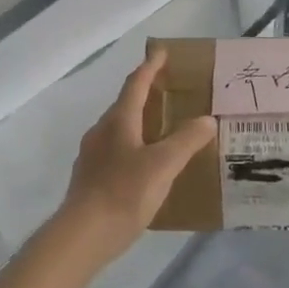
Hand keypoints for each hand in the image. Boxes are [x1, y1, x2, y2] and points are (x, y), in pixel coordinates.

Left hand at [55, 50, 216, 266]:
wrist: (82, 236)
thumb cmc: (123, 193)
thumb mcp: (162, 165)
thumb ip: (186, 141)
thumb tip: (207, 120)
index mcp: (119, 121)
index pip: (136, 84)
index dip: (150, 67)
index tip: (162, 52)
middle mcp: (102, 131)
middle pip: (125, 103)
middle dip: (145, 92)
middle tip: (169, 89)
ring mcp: (93, 155)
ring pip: (120, 128)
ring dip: (139, 120)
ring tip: (162, 126)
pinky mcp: (91, 177)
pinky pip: (116, 150)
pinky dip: (134, 145)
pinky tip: (146, 164)